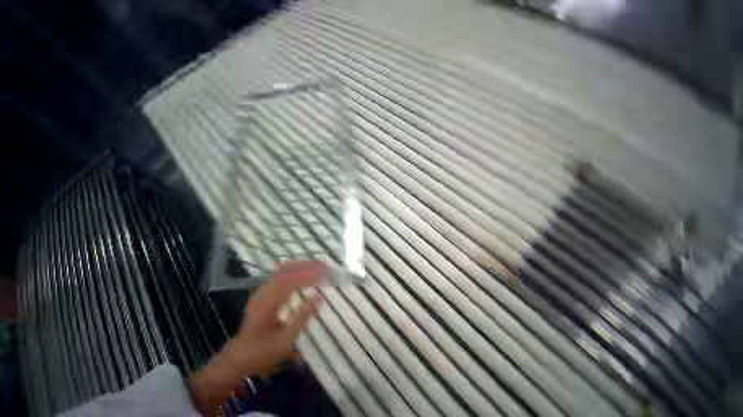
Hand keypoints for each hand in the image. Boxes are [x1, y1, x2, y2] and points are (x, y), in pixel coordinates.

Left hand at [189, 261, 326, 414]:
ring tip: (317, 267)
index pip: (292, 280)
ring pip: (284, 272)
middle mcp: (265, 292)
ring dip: (302, 267)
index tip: (325, 274)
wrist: (235, 360)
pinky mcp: (263, 296)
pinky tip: (302, 274)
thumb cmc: (261, 353)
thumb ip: (303, 316)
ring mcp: (263, 292)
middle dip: (308, 266)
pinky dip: (294, 273)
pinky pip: (281, 277)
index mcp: (269, 302)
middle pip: (288, 270)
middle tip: (325, 267)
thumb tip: (320, 296)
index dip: (310, 275)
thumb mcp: (285, 340)